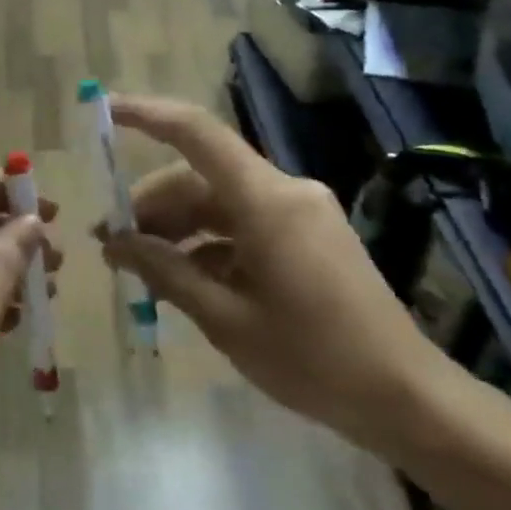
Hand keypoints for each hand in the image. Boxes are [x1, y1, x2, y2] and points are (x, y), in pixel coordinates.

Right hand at [99, 95, 445, 449]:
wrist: (407, 399)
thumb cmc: (313, 360)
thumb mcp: (225, 319)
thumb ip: (165, 272)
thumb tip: (115, 244)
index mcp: (266, 201)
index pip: (196, 133)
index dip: (146, 114)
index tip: (103, 110)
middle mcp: (285, 192)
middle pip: (200, 177)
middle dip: (151, 205)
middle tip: (111, 245)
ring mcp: (300, 213)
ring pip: (218, 202)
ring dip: (176, 228)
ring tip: (140, 268)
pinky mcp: (308, 236)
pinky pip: (243, 224)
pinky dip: (208, 244)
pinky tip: (183, 279)